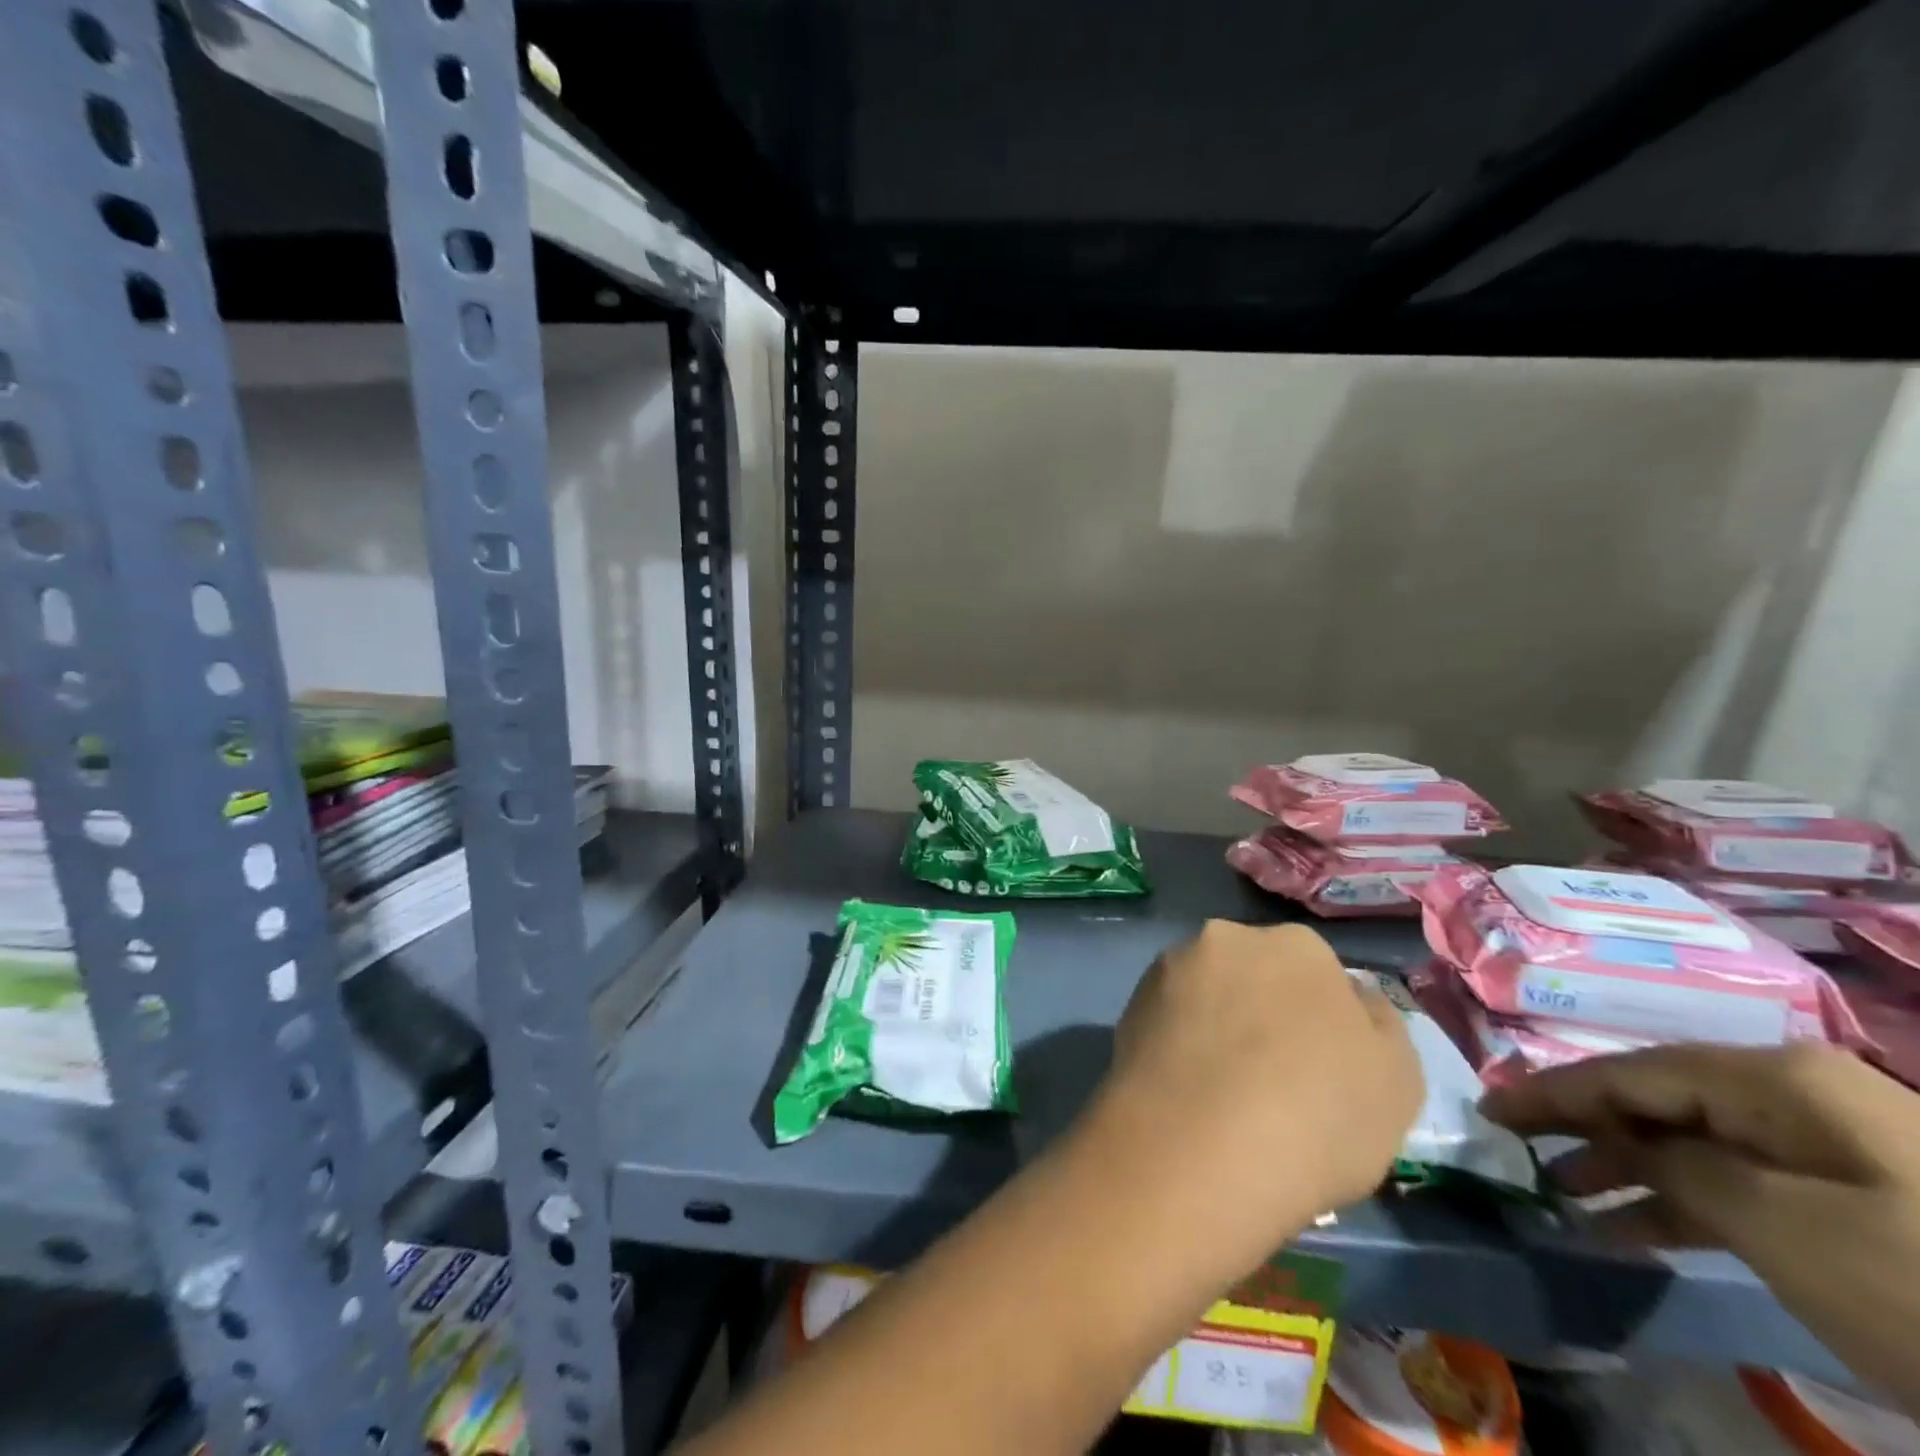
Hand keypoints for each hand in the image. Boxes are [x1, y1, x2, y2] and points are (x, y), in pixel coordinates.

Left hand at [1077, 921, 1421, 1290]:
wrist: (1199, 1148)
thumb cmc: (1318, 1114)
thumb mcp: (1397, 1081)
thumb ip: (1378, 1026)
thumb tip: (1354, 999)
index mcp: (1297, 945)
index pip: (1318, 972)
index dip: (1322, 1021)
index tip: (1320, 1068)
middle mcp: (1227, 937)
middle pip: (1255, 973)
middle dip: (1263, 1011)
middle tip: (1270, 1077)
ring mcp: (1170, 968)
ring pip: (1207, 995)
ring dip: (1216, 1025)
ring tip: (1221, 1091)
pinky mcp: (1129, 1004)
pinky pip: (1169, 1021)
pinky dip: (1179, 1045)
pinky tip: (1186, 1092)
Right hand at [1484, 1044, 1919, 1411]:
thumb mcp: (1780, 1225)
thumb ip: (1677, 1167)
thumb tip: (1628, 1149)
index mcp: (1774, 1079)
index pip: (1629, 1072)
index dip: (1552, 1090)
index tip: (1489, 1109)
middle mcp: (1794, 1095)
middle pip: (1656, 1099)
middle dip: (1584, 1126)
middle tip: (1516, 1150)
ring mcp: (1831, 1148)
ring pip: (1694, 1142)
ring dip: (1625, 1168)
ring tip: (1561, 1195)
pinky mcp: (1855, 1202)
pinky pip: (1740, 1184)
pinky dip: (1681, 1204)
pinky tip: (1630, 1228)